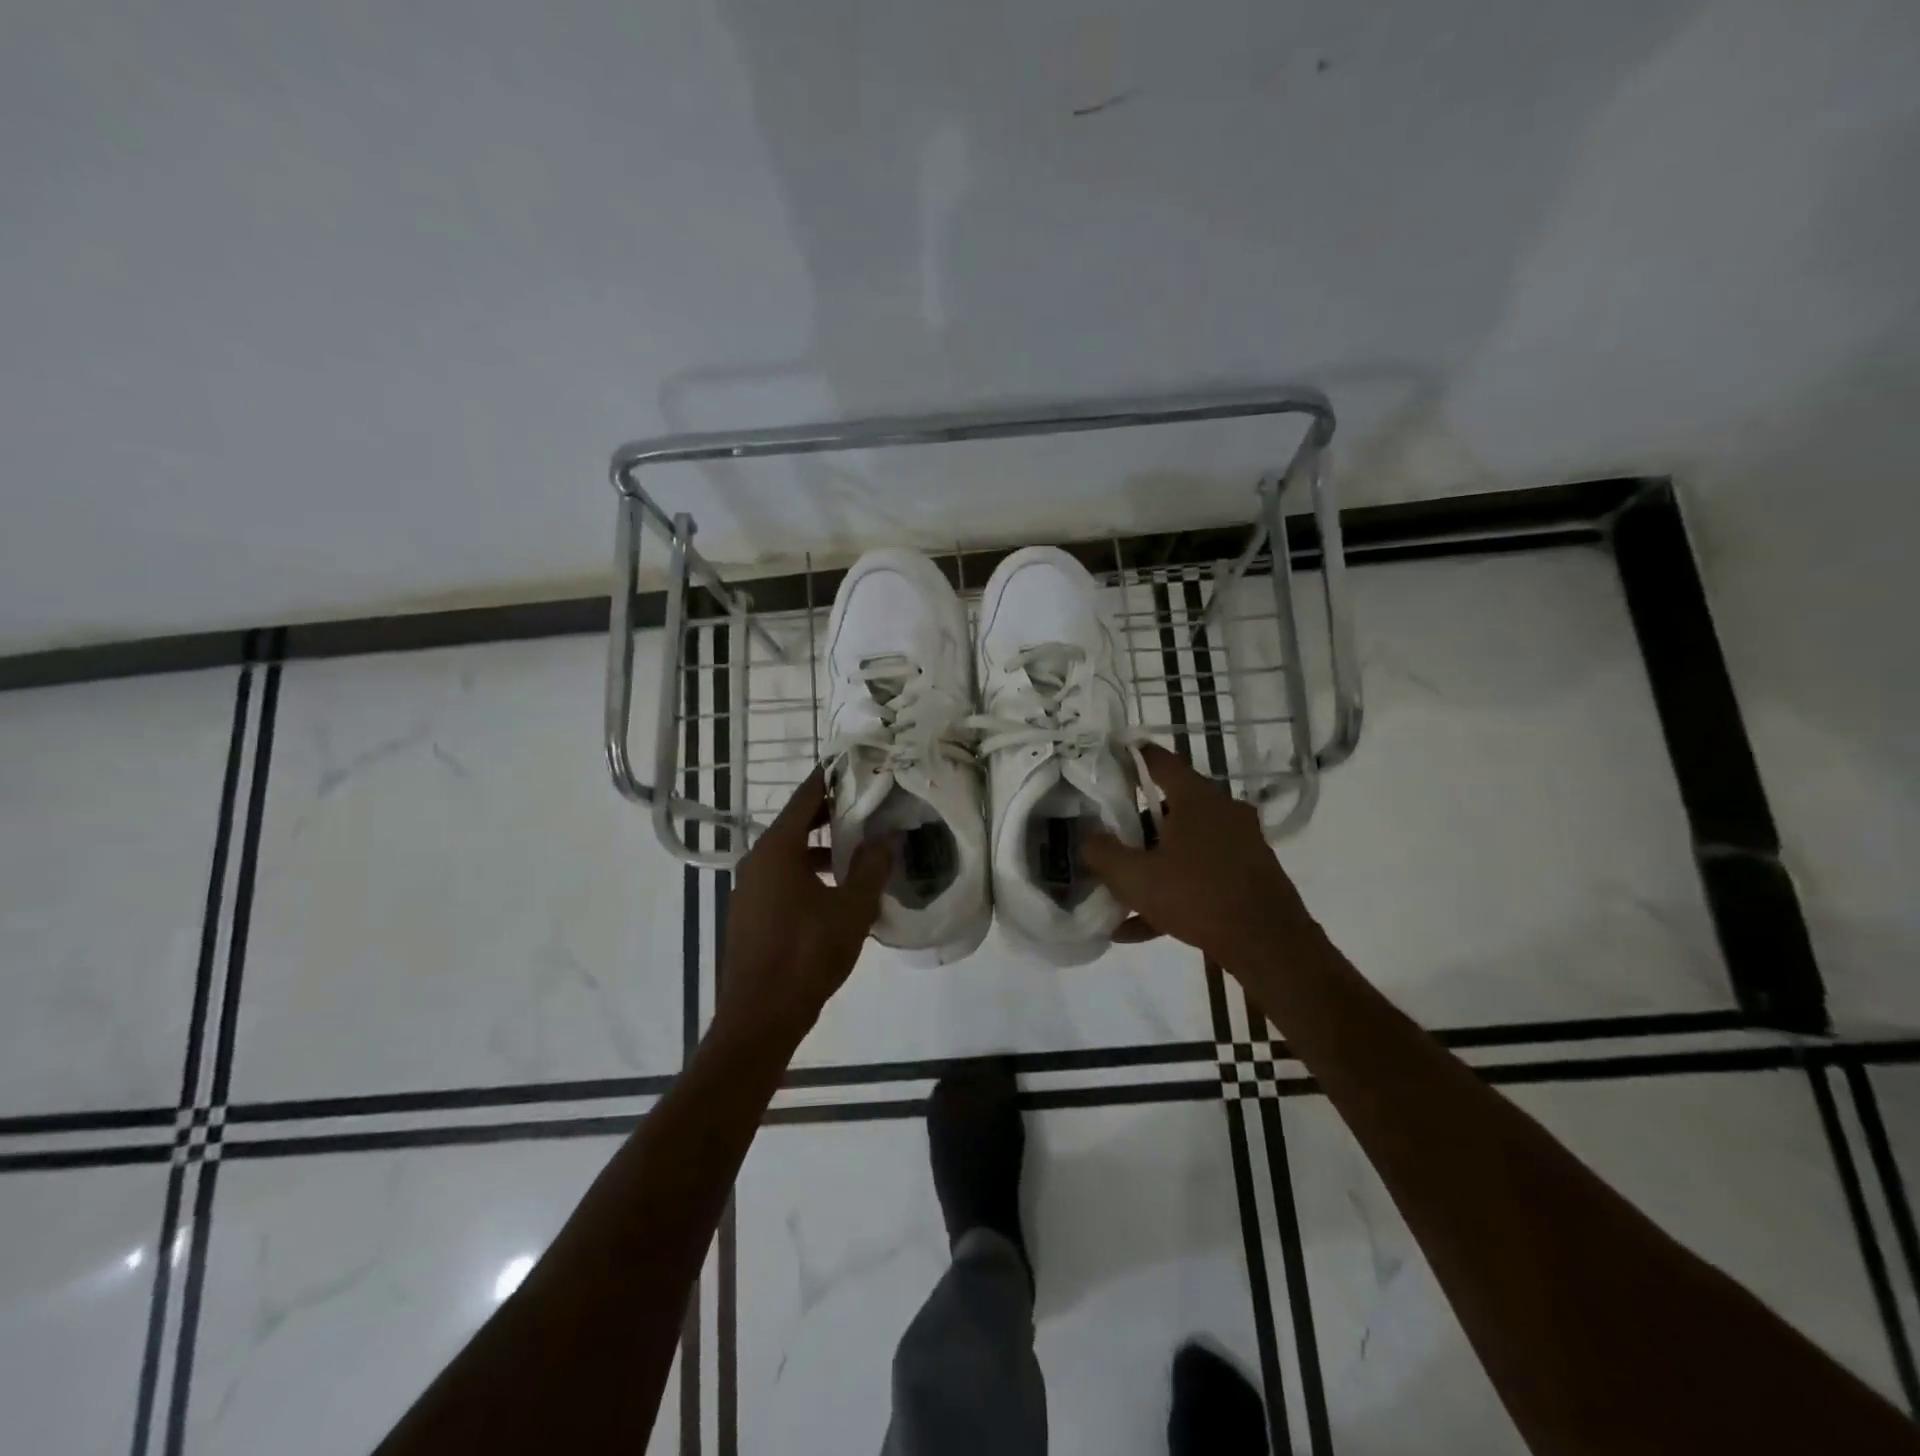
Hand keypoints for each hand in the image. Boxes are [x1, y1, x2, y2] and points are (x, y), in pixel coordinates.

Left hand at [714, 767, 891, 1046]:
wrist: (760, 1017)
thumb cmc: (807, 954)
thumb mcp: (851, 909)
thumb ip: (871, 868)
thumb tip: (886, 839)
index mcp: (776, 850)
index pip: (805, 798)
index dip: (830, 778)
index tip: (854, 763)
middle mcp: (757, 861)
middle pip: (795, 823)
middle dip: (831, 813)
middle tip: (867, 803)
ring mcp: (749, 889)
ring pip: (789, 853)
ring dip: (821, 847)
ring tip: (859, 849)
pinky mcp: (751, 914)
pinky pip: (782, 878)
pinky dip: (808, 872)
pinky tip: (837, 891)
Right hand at [1083, 743, 1318, 972]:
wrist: (1269, 944)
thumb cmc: (1197, 897)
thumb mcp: (1135, 878)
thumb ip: (1103, 854)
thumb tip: (1089, 840)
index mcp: (1196, 799)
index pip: (1160, 761)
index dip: (1133, 756)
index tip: (1113, 755)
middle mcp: (1223, 811)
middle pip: (1171, 807)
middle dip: (1138, 824)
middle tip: (1112, 839)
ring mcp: (1241, 843)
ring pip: (1186, 844)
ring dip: (1155, 864)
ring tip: (1121, 893)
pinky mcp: (1250, 874)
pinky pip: (1202, 874)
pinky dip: (1174, 890)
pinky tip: (1142, 927)